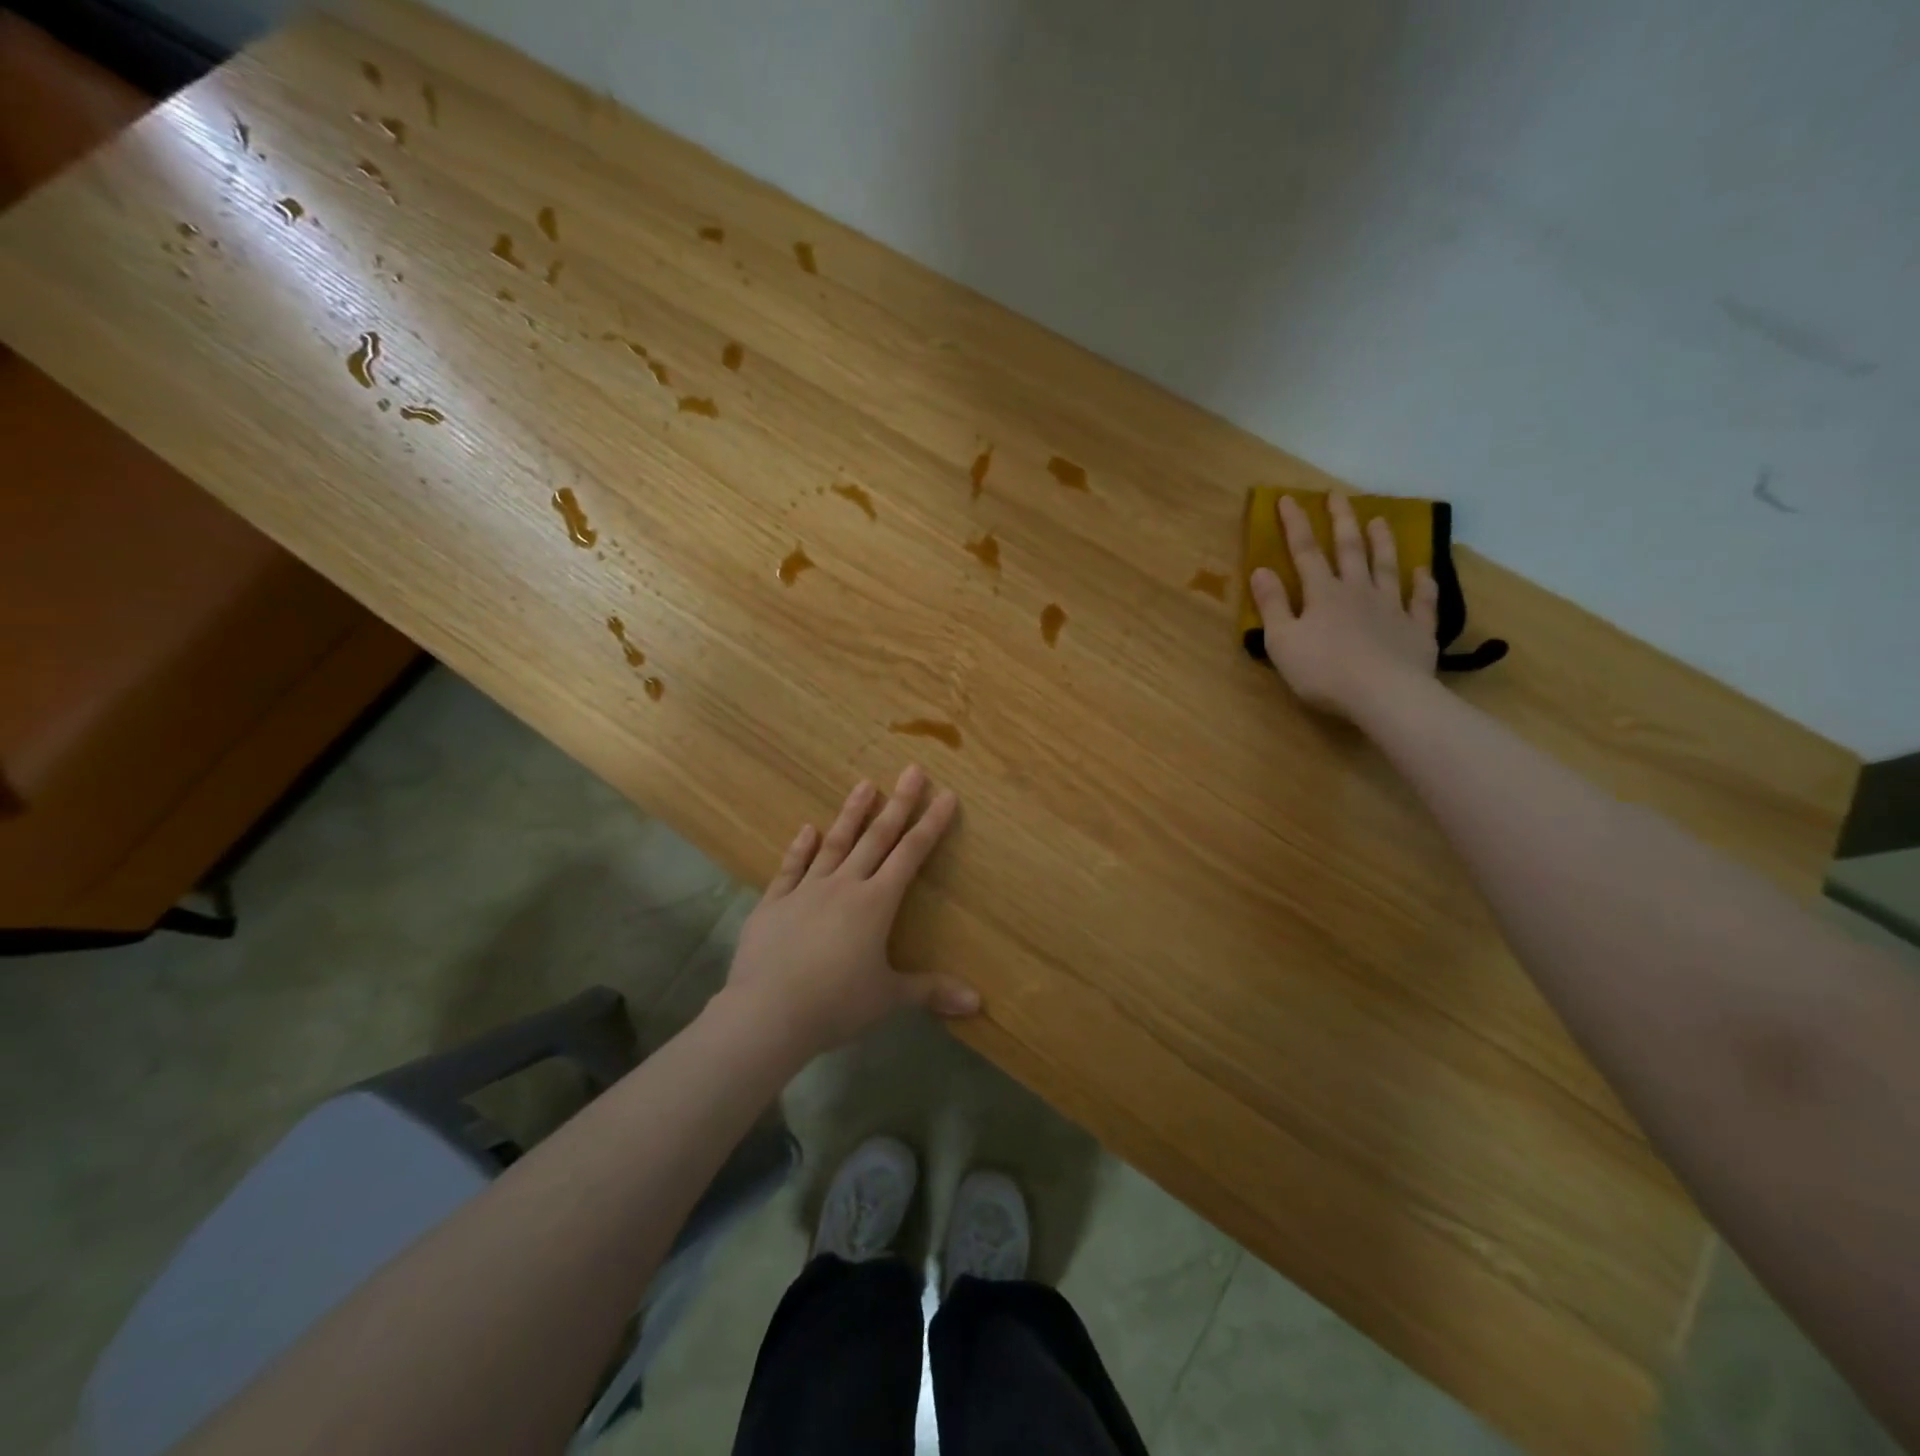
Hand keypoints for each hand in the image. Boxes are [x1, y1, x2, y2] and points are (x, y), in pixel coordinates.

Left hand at [722, 766, 978, 1054]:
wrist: (768, 1012)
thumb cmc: (836, 1003)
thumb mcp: (888, 998)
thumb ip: (930, 991)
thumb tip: (977, 1004)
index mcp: (876, 904)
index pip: (911, 855)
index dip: (931, 824)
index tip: (945, 795)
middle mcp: (844, 886)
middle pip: (876, 838)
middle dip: (898, 804)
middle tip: (912, 770)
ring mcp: (806, 891)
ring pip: (834, 843)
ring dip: (852, 813)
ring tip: (864, 784)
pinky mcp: (774, 903)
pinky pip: (790, 868)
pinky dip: (800, 848)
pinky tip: (806, 829)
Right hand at [1250, 492, 1439, 720]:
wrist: (1383, 695)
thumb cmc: (1323, 671)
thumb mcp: (1282, 641)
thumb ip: (1271, 605)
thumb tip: (1260, 569)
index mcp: (1322, 594)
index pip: (1305, 551)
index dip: (1296, 524)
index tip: (1289, 498)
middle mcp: (1358, 591)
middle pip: (1350, 549)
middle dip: (1342, 521)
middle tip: (1338, 496)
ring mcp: (1392, 608)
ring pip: (1387, 567)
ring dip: (1382, 543)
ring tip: (1380, 520)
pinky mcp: (1417, 630)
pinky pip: (1422, 601)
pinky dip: (1423, 584)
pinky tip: (1423, 571)